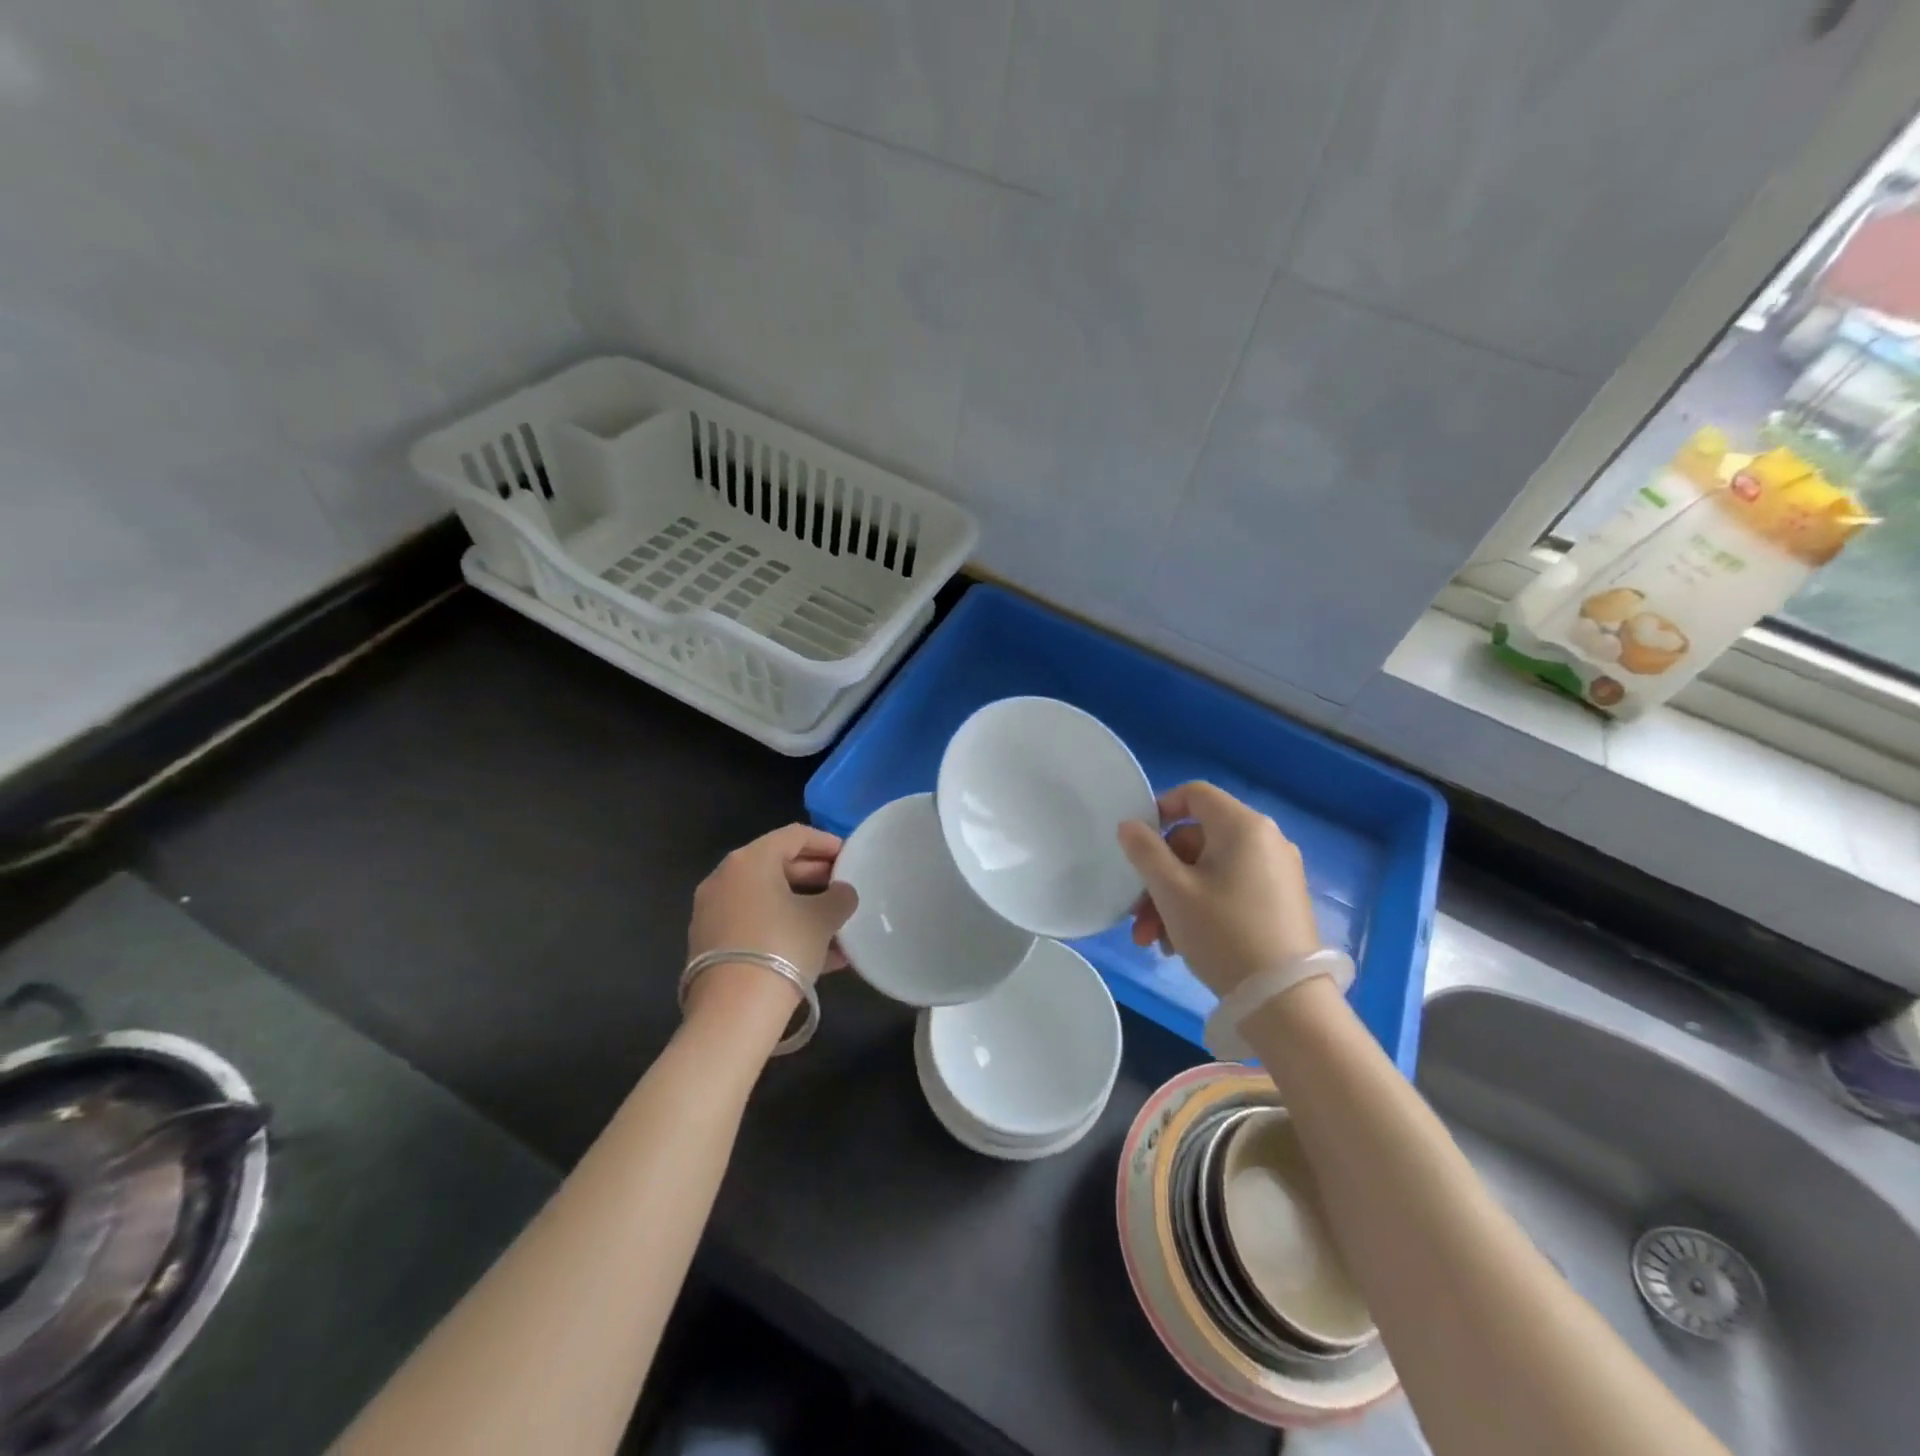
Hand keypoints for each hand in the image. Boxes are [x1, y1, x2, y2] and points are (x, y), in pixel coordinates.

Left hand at [687, 825, 859, 990]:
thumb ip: (839, 897)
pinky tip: (820, 955)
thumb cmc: (782, 946)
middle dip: (815, 877)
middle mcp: (725, 879)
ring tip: (838, 926)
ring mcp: (714, 913)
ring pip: (768, 901)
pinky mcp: (711, 946)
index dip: (826, 842)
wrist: (733, 1012)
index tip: (851, 856)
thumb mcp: (823, 918)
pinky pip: (756, 926)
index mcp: (750, 860)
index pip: (794, 836)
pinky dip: (785, 931)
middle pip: (777, 866)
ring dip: (803, 908)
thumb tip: (842, 893)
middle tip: (845, 888)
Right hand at [1117, 782, 1320, 995]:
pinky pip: (1231, 889)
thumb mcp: (1172, 891)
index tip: (1137, 844)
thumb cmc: (1222, 933)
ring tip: (1154, 940)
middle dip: (1160, 876)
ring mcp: (1277, 872)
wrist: (1285, 1001)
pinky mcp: (1281, 902)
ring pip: (1210, 871)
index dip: (1160, 810)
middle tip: (1138, 914)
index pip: (1194, 794)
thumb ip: (1144, 851)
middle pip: (1197, 840)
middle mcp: (1266, 840)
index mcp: (1243, 826)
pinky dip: (1202, 907)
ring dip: (1174, 899)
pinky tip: (1181, 945)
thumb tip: (1130, 826)